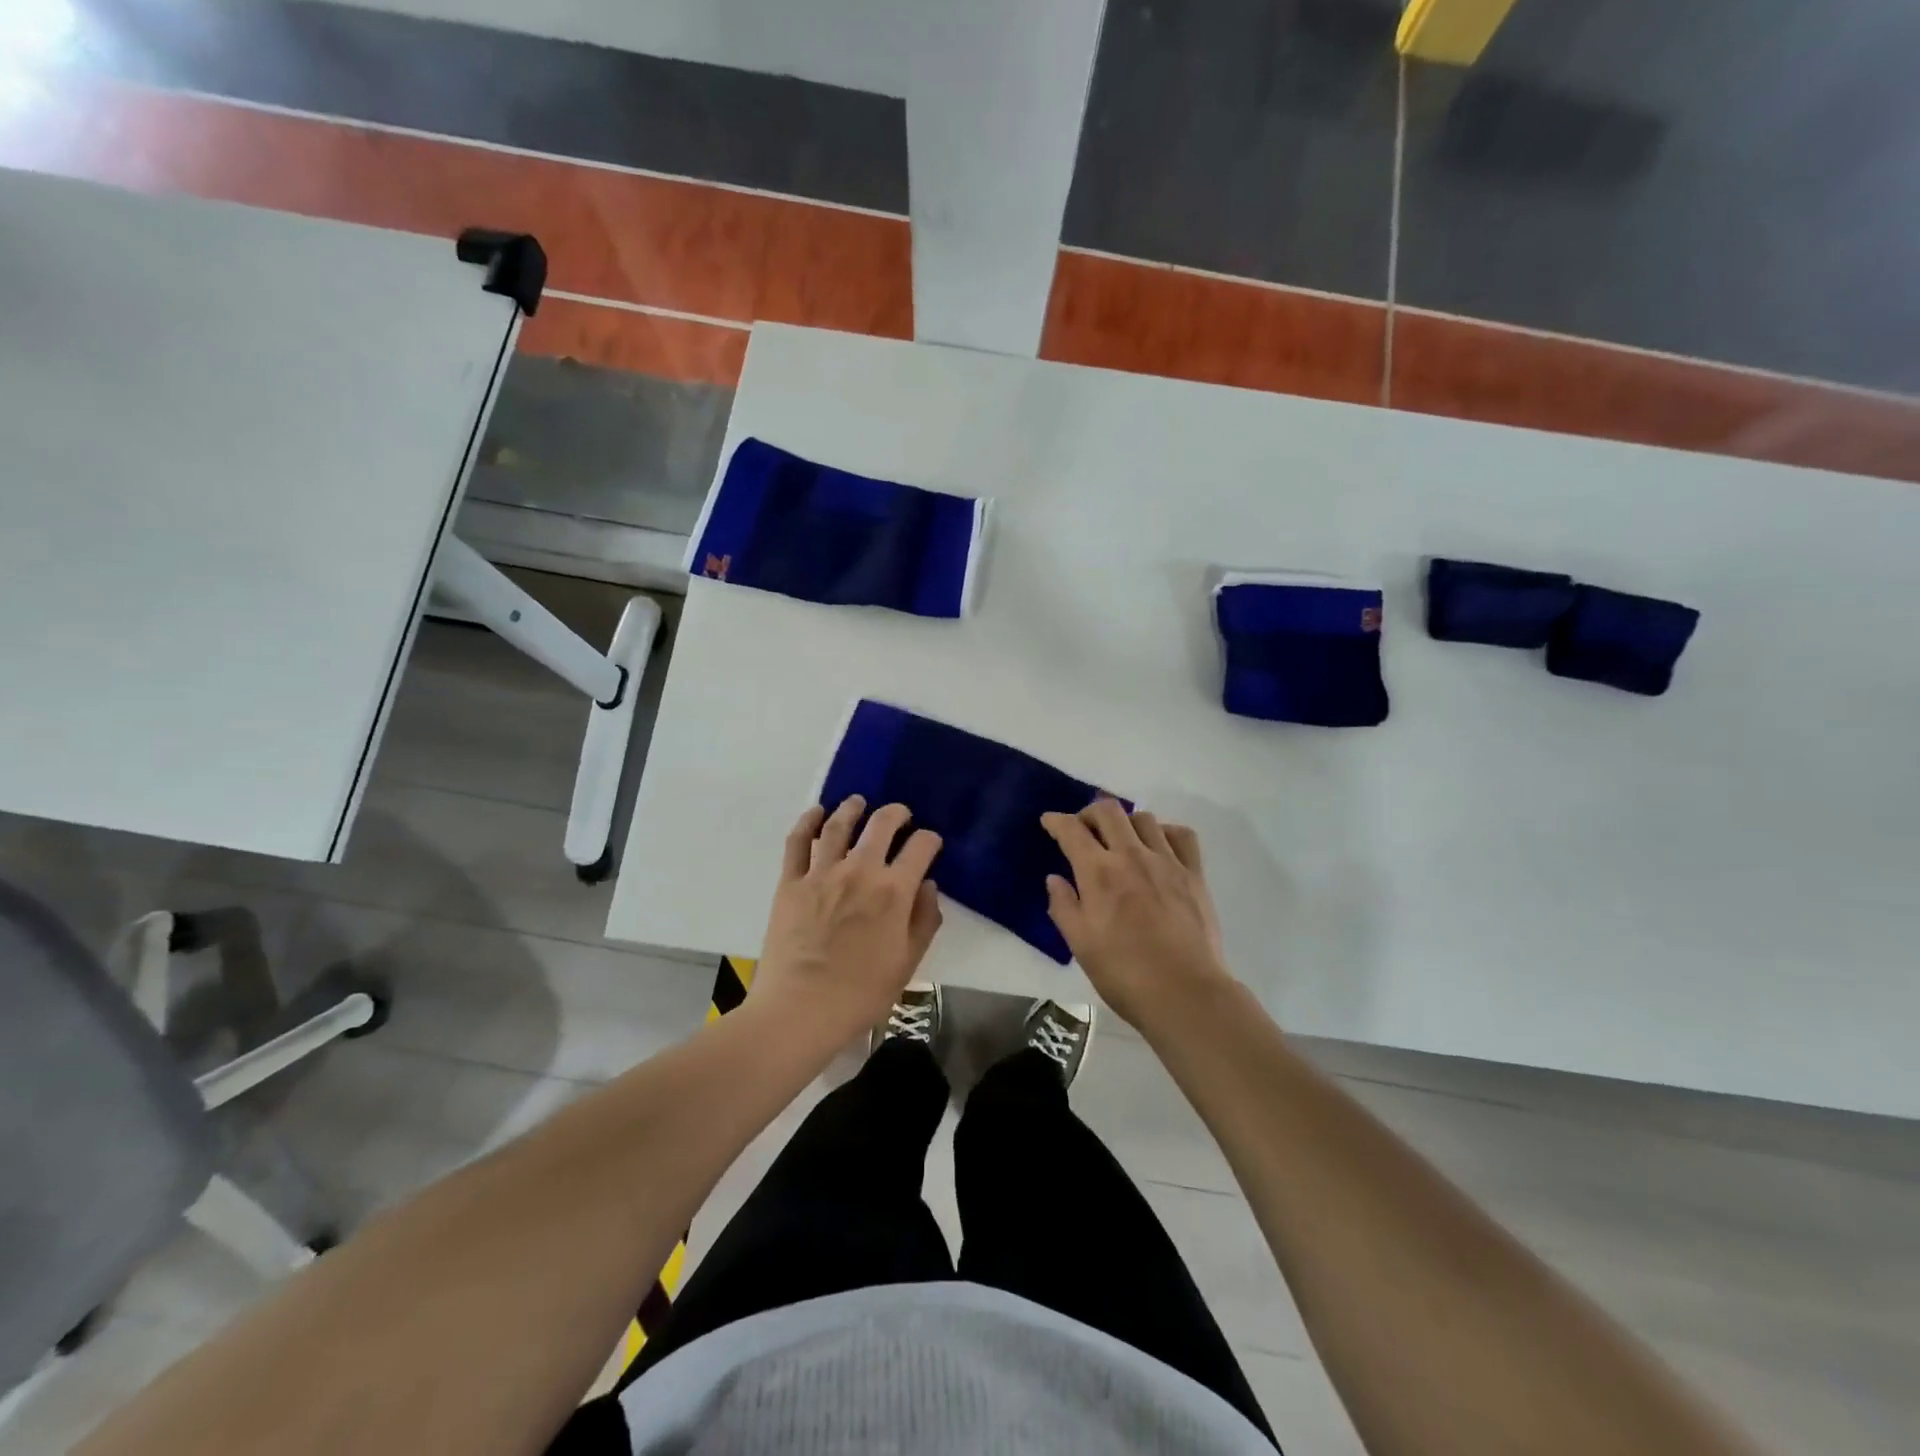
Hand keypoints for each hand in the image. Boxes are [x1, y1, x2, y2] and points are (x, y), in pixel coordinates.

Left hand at [752, 796, 943, 1036]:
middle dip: (897, 813)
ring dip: (852, 808)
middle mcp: (860, 871)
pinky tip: (816, 813)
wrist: (800, 1010)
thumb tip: (928, 886)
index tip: (930, 844)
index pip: (921, 847)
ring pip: (839, 825)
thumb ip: (924, 920)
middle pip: (882, 824)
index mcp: (894, 891)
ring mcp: (822, 873)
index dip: (930, 840)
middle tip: (901, 815)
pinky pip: (798, 842)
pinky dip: (807, 821)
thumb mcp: (908, 962)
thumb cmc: (861, 993)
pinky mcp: (791, 882)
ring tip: (858, 803)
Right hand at [1041, 800, 1234, 1030]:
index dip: (1056, 821)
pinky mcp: (1194, 874)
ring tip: (1121, 840)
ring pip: (1144, 818)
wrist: (1185, 993)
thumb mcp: (1080, 945)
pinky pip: (1181, 835)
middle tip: (1083, 830)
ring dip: (1125, 822)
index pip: (1072, 830)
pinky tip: (1159, 847)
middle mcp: (1132, 856)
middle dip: (1089, 812)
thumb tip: (1055, 879)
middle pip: (1108, 811)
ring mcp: (1167, 862)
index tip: (1049, 822)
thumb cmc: (1124, 974)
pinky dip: (1165, 832)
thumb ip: (1064, 906)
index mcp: (1099, 873)